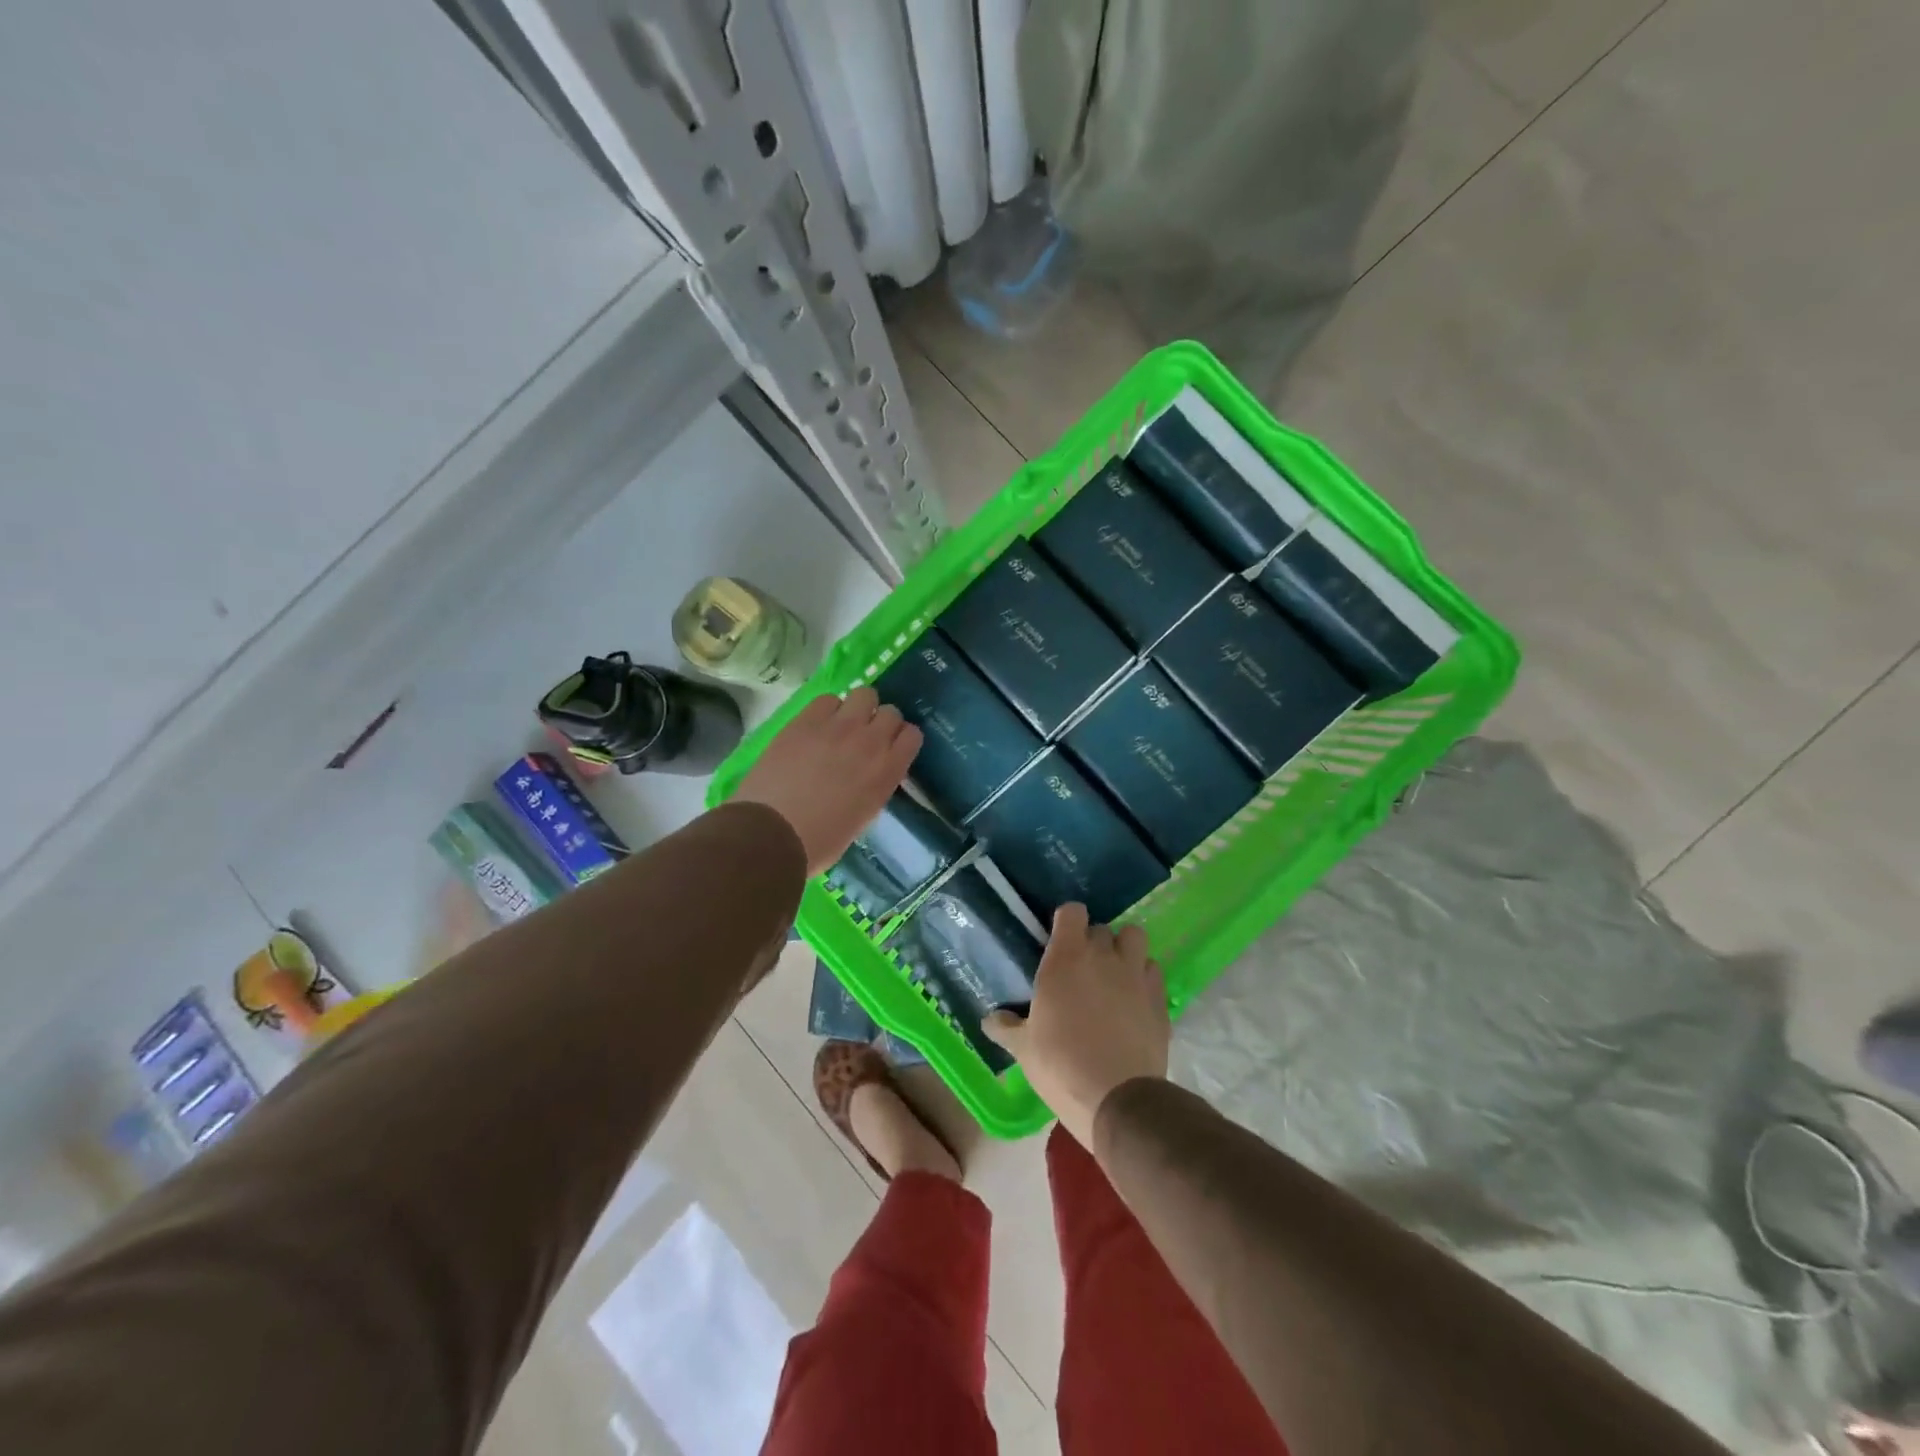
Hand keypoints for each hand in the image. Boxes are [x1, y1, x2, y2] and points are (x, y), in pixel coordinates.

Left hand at [734, 686, 920, 876]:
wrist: (771, 834)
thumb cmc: (819, 842)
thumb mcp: (862, 818)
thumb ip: (873, 788)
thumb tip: (868, 775)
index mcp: (887, 773)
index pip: (912, 735)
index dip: (901, 740)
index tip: (890, 748)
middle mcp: (870, 743)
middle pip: (891, 711)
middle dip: (881, 721)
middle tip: (864, 737)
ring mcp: (838, 727)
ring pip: (864, 694)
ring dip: (857, 708)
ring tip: (842, 725)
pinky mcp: (806, 720)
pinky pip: (827, 699)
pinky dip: (827, 710)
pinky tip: (816, 726)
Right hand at [983, 904, 1169, 1147]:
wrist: (1117, 1099)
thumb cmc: (1060, 1065)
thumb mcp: (1023, 1048)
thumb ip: (1006, 1027)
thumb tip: (989, 1020)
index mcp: (1065, 959)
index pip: (1072, 912)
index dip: (1066, 921)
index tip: (1059, 938)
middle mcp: (1103, 956)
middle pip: (1101, 928)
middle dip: (1092, 941)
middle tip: (1082, 967)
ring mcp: (1135, 974)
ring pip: (1134, 938)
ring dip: (1124, 948)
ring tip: (1114, 973)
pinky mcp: (1159, 997)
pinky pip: (1152, 969)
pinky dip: (1144, 975)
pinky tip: (1134, 998)